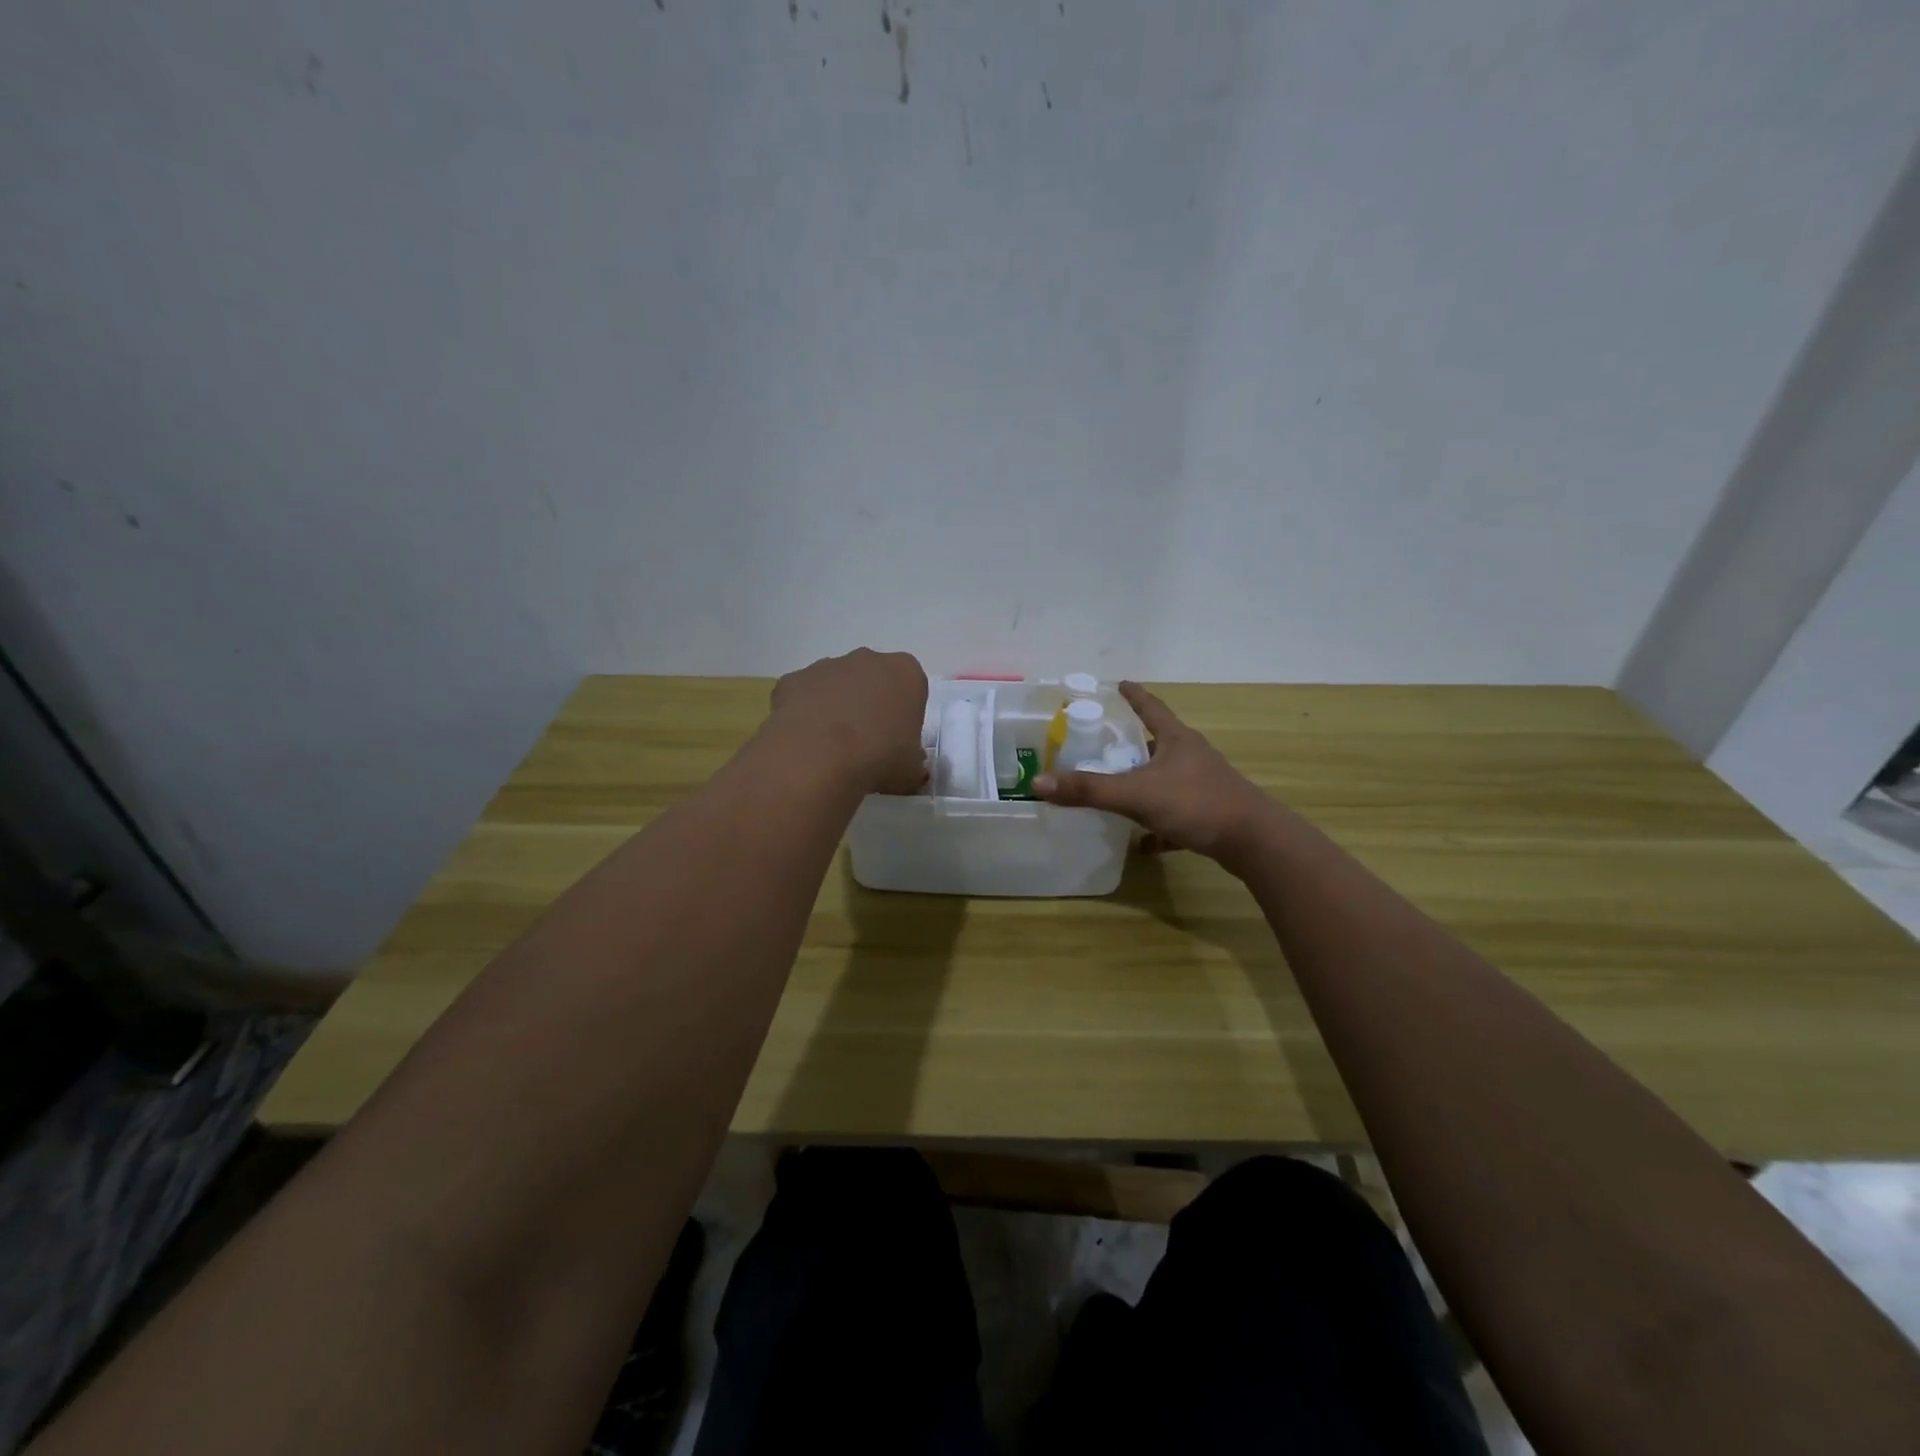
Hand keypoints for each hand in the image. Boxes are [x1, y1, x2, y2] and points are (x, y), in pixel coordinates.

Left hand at [770, 648, 928, 795]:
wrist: (820, 757)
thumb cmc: (879, 757)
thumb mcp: (911, 771)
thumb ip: (913, 764)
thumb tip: (909, 769)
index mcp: (905, 673)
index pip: (911, 688)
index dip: (904, 715)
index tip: (897, 740)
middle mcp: (867, 659)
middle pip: (873, 679)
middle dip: (870, 703)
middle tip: (866, 742)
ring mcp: (827, 665)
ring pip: (836, 684)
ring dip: (836, 707)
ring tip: (832, 747)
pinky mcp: (793, 679)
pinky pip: (803, 695)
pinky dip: (804, 713)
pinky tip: (805, 742)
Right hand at [1034, 682, 1273, 867]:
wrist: (1253, 841)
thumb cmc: (1196, 804)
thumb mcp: (1136, 794)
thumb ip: (1088, 790)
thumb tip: (1038, 783)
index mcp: (1176, 740)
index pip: (1151, 708)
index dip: (1134, 696)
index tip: (1119, 684)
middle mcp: (1191, 756)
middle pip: (1158, 742)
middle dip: (1134, 743)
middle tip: (1106, 743)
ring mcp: (1203, 785)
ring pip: (1167, 778)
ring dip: (1144, 782)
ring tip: (1118, 789)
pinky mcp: (1210, 813)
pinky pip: (1177, 813)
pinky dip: (1159, 825)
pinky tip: (1144, 842)